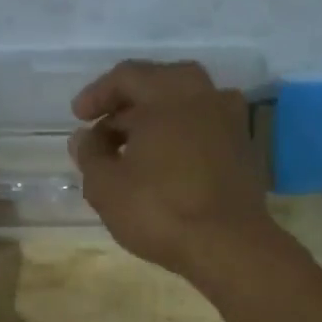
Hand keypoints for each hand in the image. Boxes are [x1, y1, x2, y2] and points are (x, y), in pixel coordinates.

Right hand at [69, 60, 272, 276]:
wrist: (228, 246)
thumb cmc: (160, 209)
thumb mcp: (106, 186)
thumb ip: (90, 154)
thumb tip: (84, 137)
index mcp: (169, 93)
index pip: (127, 76)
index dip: (97, 95)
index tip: (78, 118)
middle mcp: (205, 95)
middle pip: (159, 85)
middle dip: (127, 106)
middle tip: (104, 132)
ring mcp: (231, 121)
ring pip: (184, 108)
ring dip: (154, 122)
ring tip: (131, 152)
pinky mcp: (243, 149)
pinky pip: (202, 130)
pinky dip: (178, 138)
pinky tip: (162, 166)